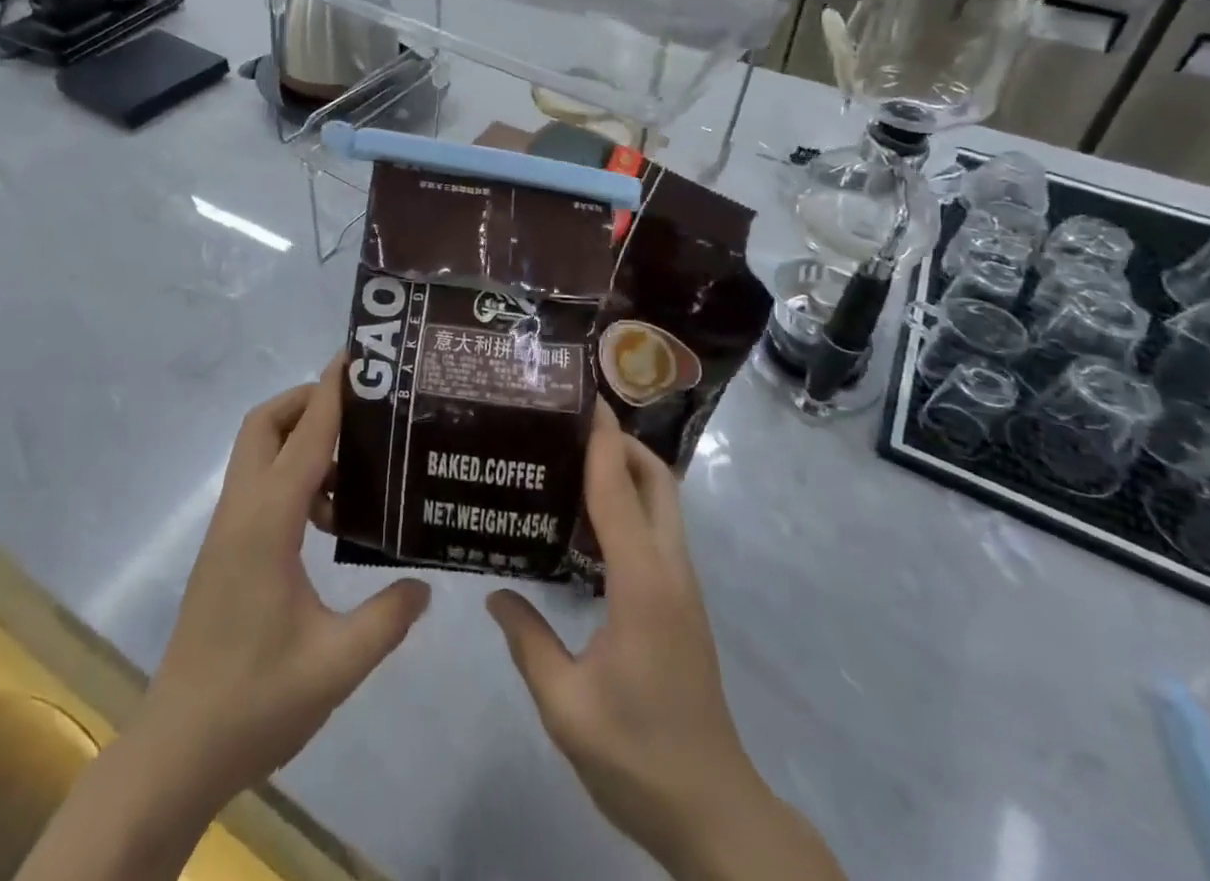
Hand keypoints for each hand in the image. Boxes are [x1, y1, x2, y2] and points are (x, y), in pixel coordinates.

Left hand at [136, 353, 429, 808]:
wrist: (176, 752)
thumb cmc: (255, 702)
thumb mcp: (337, 664)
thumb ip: (388, 618)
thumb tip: (425, 583)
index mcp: (268, 522)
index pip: (305, 434)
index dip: (332, 390)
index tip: (357, 356)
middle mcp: (242, 511)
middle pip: (266, 423)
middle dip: (309, 401)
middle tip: (361, 410)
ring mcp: (228, 529)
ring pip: (259, 452)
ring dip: (301, 440)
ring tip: (356, 468)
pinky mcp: (225, 549)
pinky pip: (260, 485)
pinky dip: (293, 476)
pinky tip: (329, 518)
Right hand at [486, 403, 844, 880]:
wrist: (714, 810)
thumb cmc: (638, 756)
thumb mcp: (566, 706)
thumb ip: (528, 642)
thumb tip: (495, 592)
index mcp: (641, 584)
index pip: (619, 491)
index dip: (602, 441)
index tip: (585, 398)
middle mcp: (669, 571)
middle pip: (656, 482)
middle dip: (622, 443)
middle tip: (571, 424)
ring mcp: (682, 587)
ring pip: (663, 503)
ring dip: (628, 470)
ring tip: (573, 458)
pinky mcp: (682, 602)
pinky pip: (658, 529)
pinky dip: (631, 502)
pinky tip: (590, 520)